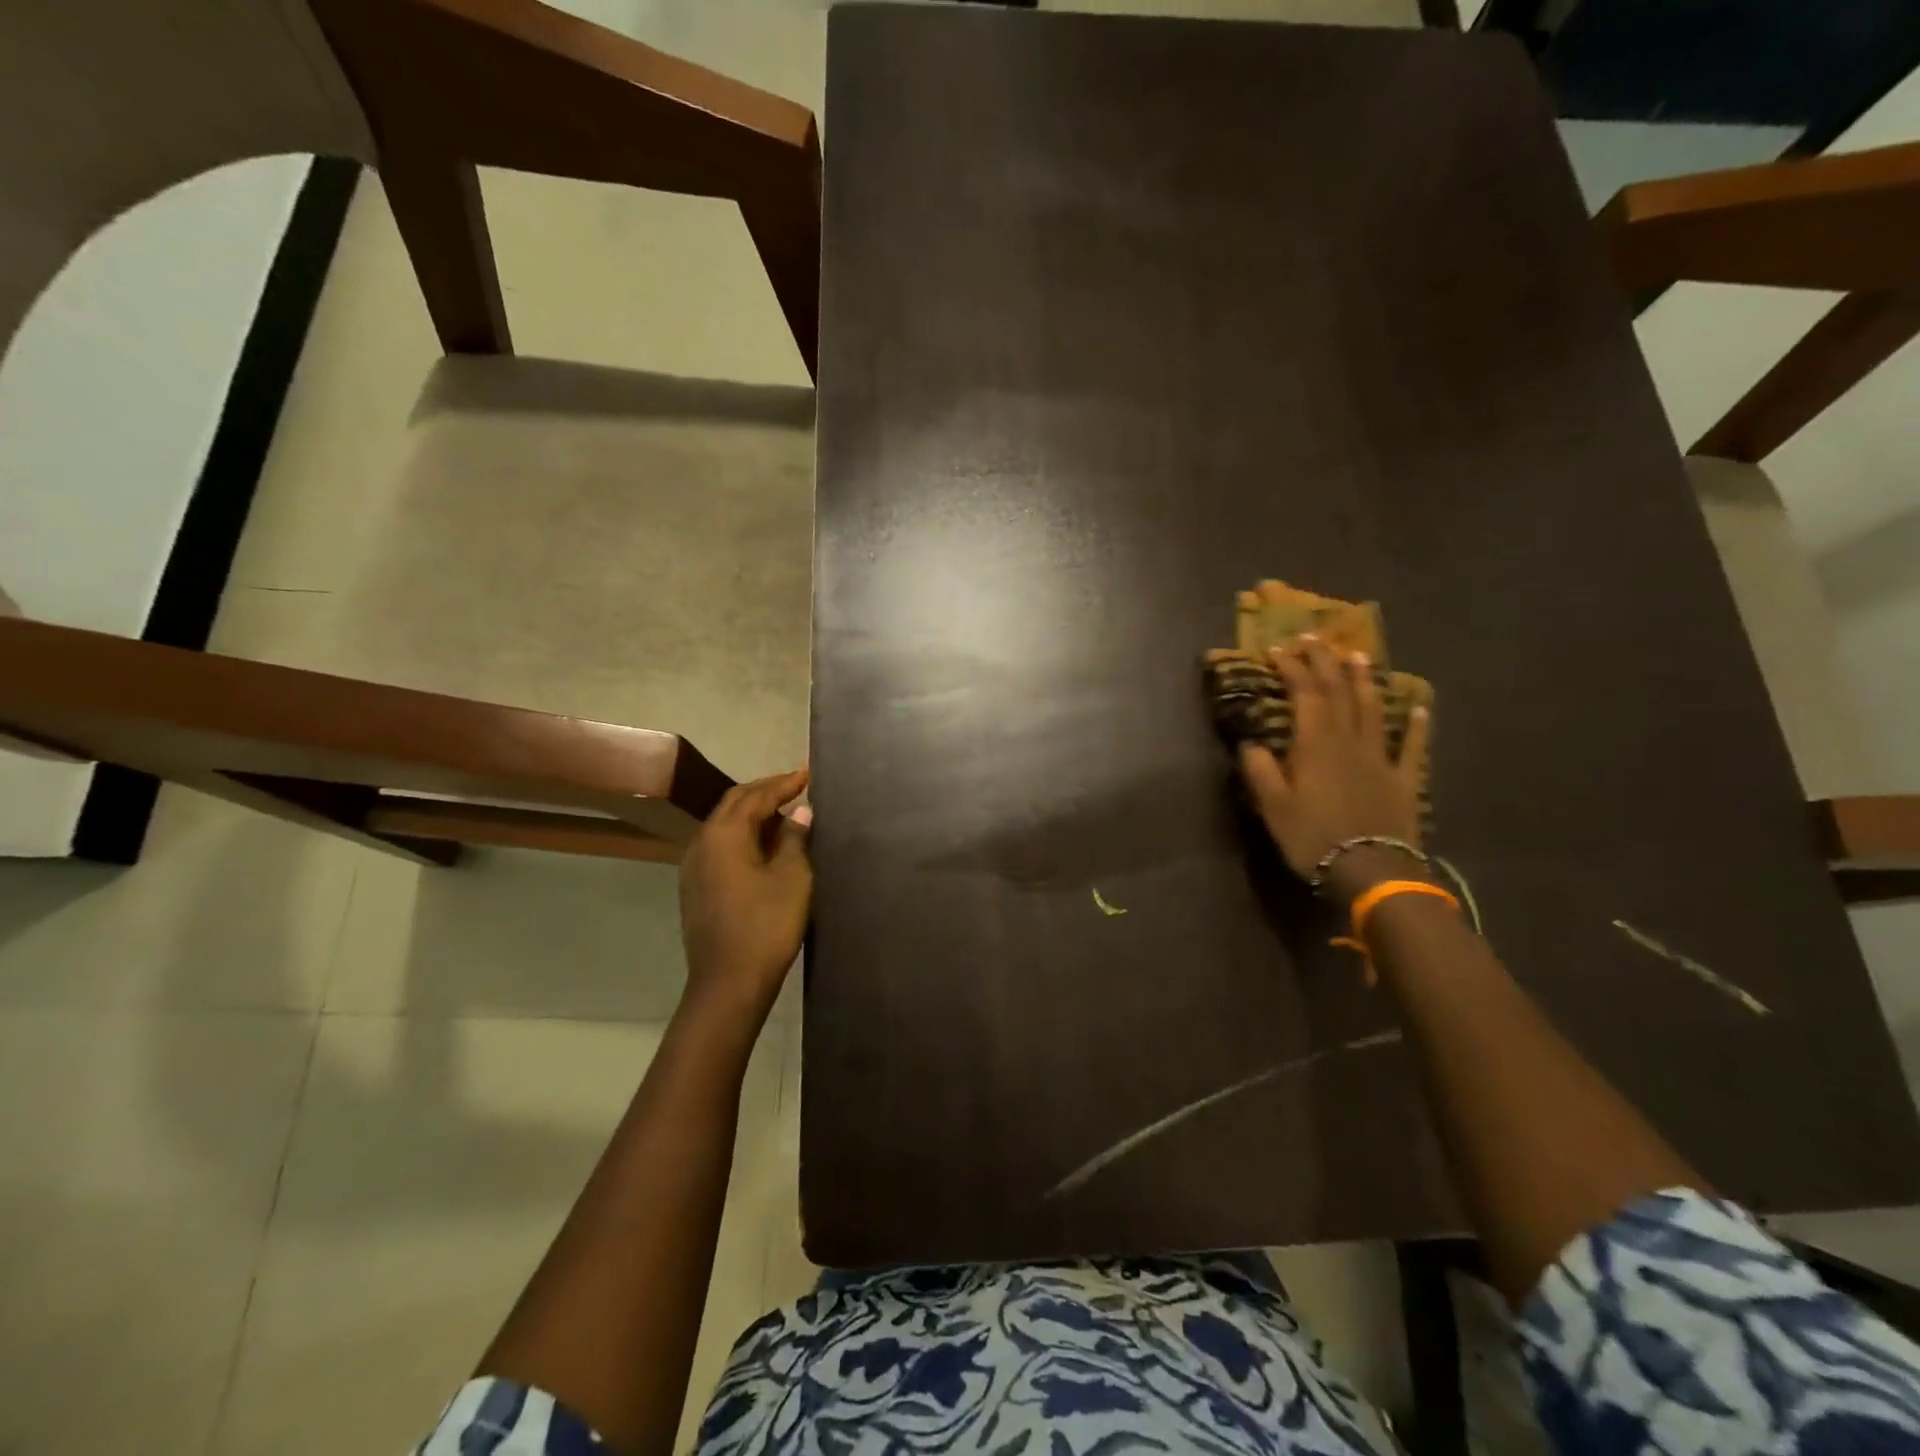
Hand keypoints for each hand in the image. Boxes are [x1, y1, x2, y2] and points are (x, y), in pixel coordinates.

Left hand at [678, 767, 812, 1020]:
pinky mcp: (696, 887)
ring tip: (784, 812)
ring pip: (725, 825)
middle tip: (795, 786)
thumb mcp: (792, 877)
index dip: (784, 783)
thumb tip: (800, 810)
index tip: (808, 773)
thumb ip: (794, 838)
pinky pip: (721, 846)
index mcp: (724, 834)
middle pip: (734, 804)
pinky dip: (744, 835)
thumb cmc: (766, 925)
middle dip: (765, 791)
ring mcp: (694, 866)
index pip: (756, 796)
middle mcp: (702, 842)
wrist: (728, 982)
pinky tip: (763, 845)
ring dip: (753, 813)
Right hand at [1238, 636, 1429, 891]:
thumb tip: (1251, 742)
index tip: (1279, 648)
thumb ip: (1260, 770)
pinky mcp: (1403, 780)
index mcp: (1316, 744)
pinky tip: (1420, 708)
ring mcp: (1380, 758)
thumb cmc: (1314, 837)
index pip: (1305, 694)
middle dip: (1325, 663)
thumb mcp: (1273, 806)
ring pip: (1373, 710)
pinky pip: (1411, 747)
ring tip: (1359, 656)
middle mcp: (1349, 741)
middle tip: (1316, 638)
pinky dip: (1417, 725)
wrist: (1372, 870)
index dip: (1292, 668)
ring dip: (1364, 681)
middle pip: (1339, 693)